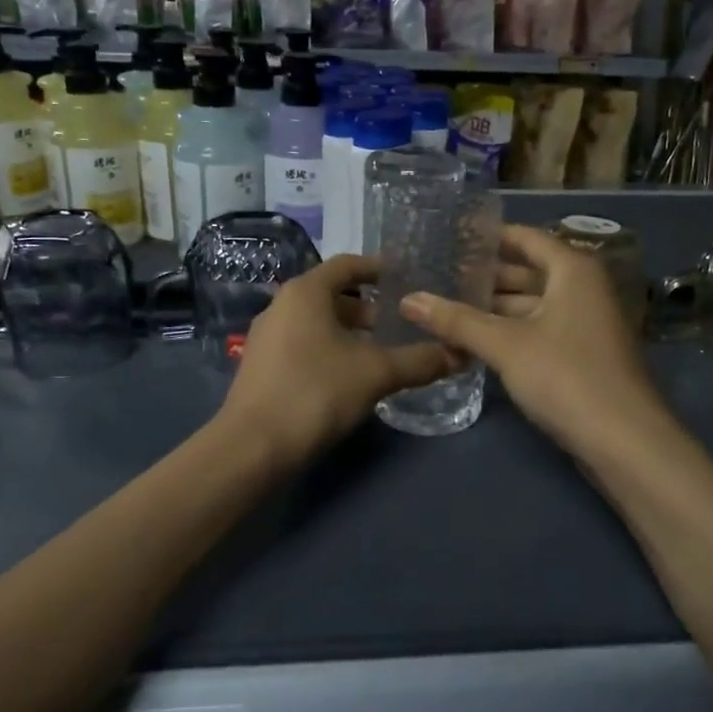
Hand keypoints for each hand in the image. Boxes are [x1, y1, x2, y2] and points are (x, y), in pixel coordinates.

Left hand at [220, 255, 459, 468]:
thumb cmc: (316, 392)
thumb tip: (459, 354)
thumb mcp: (376, 374)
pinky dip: (330, 350)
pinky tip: (350, 378)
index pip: (347, 265)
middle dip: (368, 309)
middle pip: (332, 295)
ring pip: (317, 323)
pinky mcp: (262, 366)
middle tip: (401, 326)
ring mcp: (267, 337)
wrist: (253, 446)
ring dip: (350, 333)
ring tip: (381, 354)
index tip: (407, 279)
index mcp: (305, 292)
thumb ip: (419, 361)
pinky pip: (303, 344)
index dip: (378, 268)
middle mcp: (281, 306)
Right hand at [400, 224, 666, 456]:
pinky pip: (538, 330)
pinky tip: (474, 341)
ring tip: (446, 308)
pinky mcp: (581, 356)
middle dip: (485, 276)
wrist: (624, 442)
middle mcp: (583, 289)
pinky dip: (509, 331)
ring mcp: (584, 324)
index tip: (450, 237)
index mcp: (572, 270)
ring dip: (494, 309)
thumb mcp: (505, 345)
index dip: (489, 236)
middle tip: (437, 275)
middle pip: (528, 272)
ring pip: (532, 305)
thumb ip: (456, 320)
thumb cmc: (566, 376)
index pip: (525, 238)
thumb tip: (408, 299)